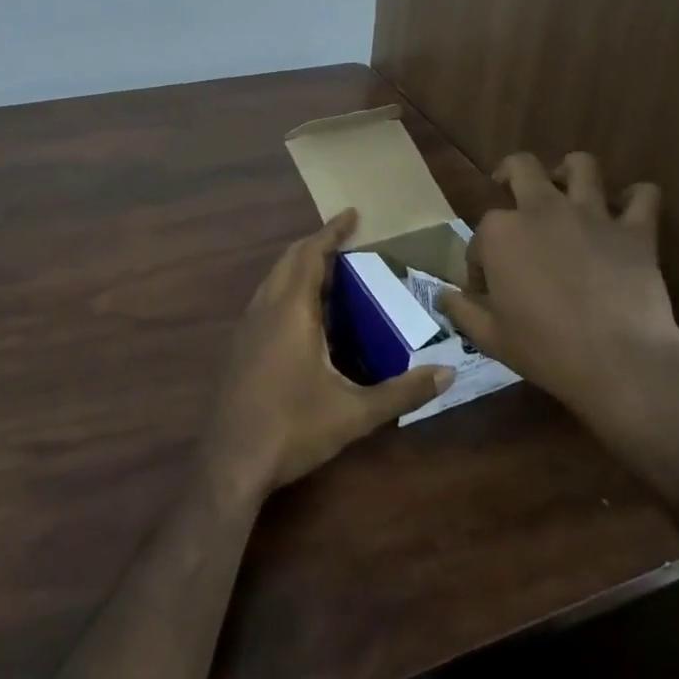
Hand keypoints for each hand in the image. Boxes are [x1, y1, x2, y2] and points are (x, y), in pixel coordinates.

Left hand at [208, 210, 451, 495]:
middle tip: (346, 240)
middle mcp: (264, 310)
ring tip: (329, 272)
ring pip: (272, 280)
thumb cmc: (293, 429)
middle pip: (288, 260)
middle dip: (315, 244)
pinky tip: (304, 316)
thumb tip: (448, 374)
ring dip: (298, 266)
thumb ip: (402, 391)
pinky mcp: (238, 348)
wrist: (230, 463)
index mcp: (291, 312)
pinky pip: (265, 301)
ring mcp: (246, 329)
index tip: (352, 214)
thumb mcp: (354, 412)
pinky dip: (286, 289)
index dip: (331, 232)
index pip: (310, 254)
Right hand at [439, 153, 678, 473]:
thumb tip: (443, 295)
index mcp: (500, 233)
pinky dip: (636, 198)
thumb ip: (461, 309)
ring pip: (581, 165)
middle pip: (521, 167)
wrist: (619, 363)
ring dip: (571, 172)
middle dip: (509, 175)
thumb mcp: (489, 337)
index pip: (480, 235)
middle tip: (511, 194)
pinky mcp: (635, 230)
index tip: (488, 290)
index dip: (481, 262)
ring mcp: (591, 215)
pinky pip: (643, 195)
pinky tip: (628, 211)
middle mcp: (542, 210)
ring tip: (567, 191)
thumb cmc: (545, 350)